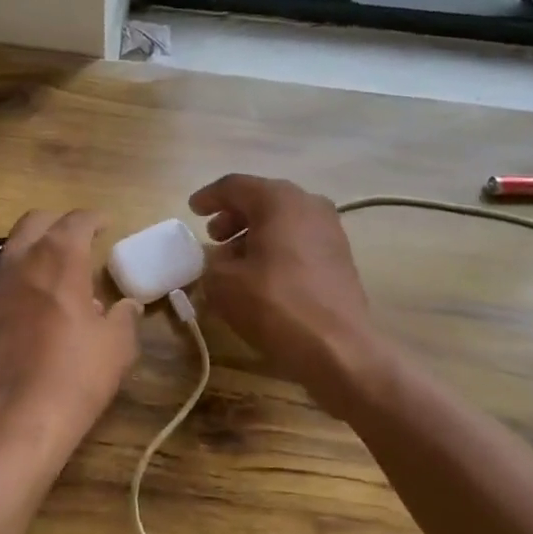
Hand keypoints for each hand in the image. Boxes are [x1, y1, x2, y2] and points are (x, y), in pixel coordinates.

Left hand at [0, 209, 140, 487]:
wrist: (15, 418)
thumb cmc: (76, 375)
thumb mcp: (117, 346)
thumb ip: (124, 317)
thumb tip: (127, 305)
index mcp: (59, 258)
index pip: (76, 220)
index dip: (94, 219)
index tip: (106, 224)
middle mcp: (21, 261)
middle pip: (36, 223)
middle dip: (59, 223)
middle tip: (79, 238)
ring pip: (13, 248)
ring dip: (36, 248)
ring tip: (58, 271)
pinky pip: (2, 278)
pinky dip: (20, 276)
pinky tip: (34, 301)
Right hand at [190, 175, 386, 416]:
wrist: (337, 348)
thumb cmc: (274, 305)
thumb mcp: (223, 283)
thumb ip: (211, 262)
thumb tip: (218, 259)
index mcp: (279, 200)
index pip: (235, 186)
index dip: (209, 197)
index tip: (192, 211)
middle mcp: (309, 204)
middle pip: (262, 199)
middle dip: (234, 216)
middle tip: (213, 236)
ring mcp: (330, 230)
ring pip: (283, 220)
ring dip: (254, 233)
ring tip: (233, 259)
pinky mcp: (340, 257)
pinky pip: (299, 240)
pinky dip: (276, 248)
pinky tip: (261, 274)